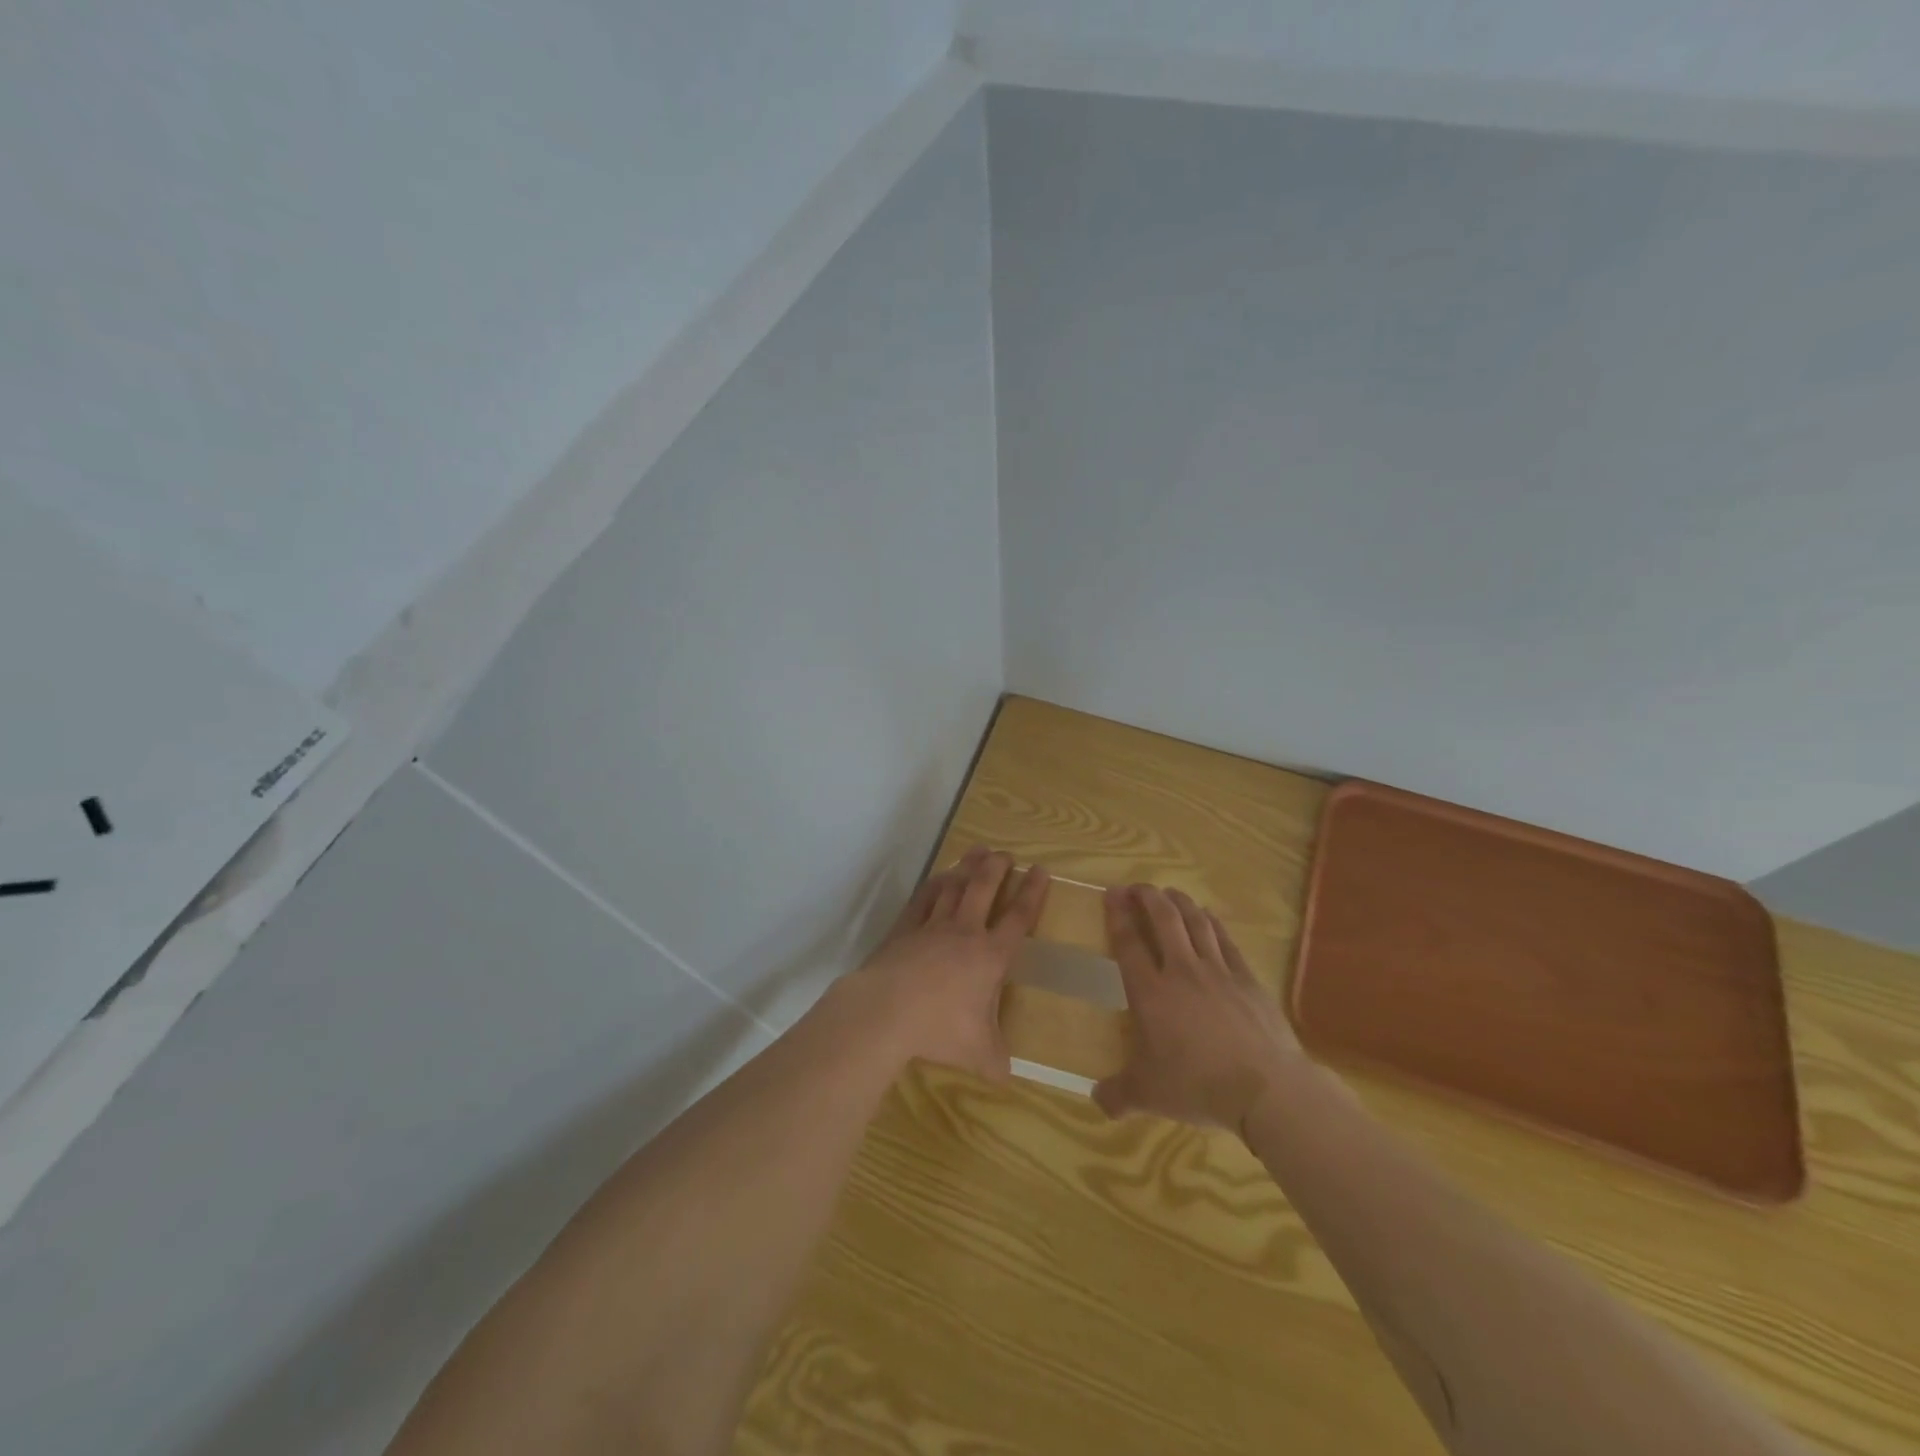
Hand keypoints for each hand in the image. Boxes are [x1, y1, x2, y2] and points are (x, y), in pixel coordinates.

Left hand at [826, 848, 1049, 1081]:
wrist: (887, 1011)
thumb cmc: (939, 1029)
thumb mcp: (978, 1053)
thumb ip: (996, 1061)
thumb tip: (1007, 1078)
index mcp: (990, 956)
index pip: (1019, 917)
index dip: (1033, 893)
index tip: (1041, 870)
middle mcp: (965, 932)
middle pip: (985, 888)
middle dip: (999, 868)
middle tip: (1007, 854)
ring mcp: (932, 926)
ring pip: (954, 886)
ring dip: (968, 867)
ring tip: (978, 851)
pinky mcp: (905, 929)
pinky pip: (923, 898)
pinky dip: (934, 884)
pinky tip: (939, 877)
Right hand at [1094, 884, 1302, 1137]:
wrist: (1266, 1089)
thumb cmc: (1198, 1086)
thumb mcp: (1148, 1096)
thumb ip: (1117, 1094)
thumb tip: (1096, 1100)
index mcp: (1150, 993)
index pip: (1128, 943)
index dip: (1117, 914)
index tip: (1111, 892)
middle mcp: (1181, 971)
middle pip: (1163, 920)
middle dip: (1147, 897)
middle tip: (1137, 886)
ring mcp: (1218, 971)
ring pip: (1195, 922)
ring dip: (1179, 902)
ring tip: (1169, 892)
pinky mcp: (1247, 979)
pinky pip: (1225, 940)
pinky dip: (1212, 922)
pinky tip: (1207, 917)